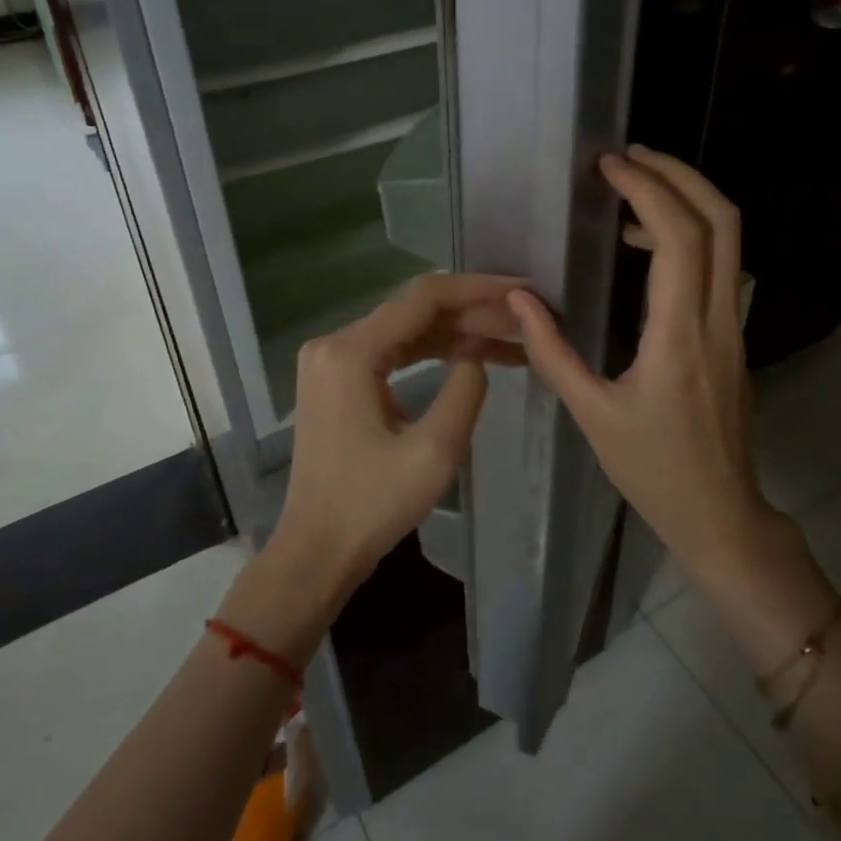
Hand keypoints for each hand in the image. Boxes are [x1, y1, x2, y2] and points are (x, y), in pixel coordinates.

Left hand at [269, 273, 523, 601]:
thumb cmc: (373, 505)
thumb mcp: (435, 450)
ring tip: (509, 337)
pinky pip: (391, 349)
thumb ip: (465, 388)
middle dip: (472, 311)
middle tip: (523, 319)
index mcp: (351, 352)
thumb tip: (476, 351)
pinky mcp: (336, 378)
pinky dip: (431, 349)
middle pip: (414, 308)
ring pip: (405, 327)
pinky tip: (471, 354)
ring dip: (455, 330)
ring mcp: (331, 359)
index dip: (477, 290)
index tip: (522, 292)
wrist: (316, 550)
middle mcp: (334, 342)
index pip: (423, 298)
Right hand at [508, 147, 769, 575]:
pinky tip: (645, 247)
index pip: (680, 238)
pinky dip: (687, 234)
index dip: (648, 190)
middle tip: (630, 157)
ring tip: (631, 190)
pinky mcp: (731, 334)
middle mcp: (716, 318)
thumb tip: (518, 299)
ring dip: (685, 200)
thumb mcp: (592, 415)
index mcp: (679, 335)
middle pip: (722, 220)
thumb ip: (551, 352)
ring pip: (728, 239)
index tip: (610, 168)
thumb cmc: (653, 469)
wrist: (720, 513)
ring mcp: (732, 324)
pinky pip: (719, 264)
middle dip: (679, 175)